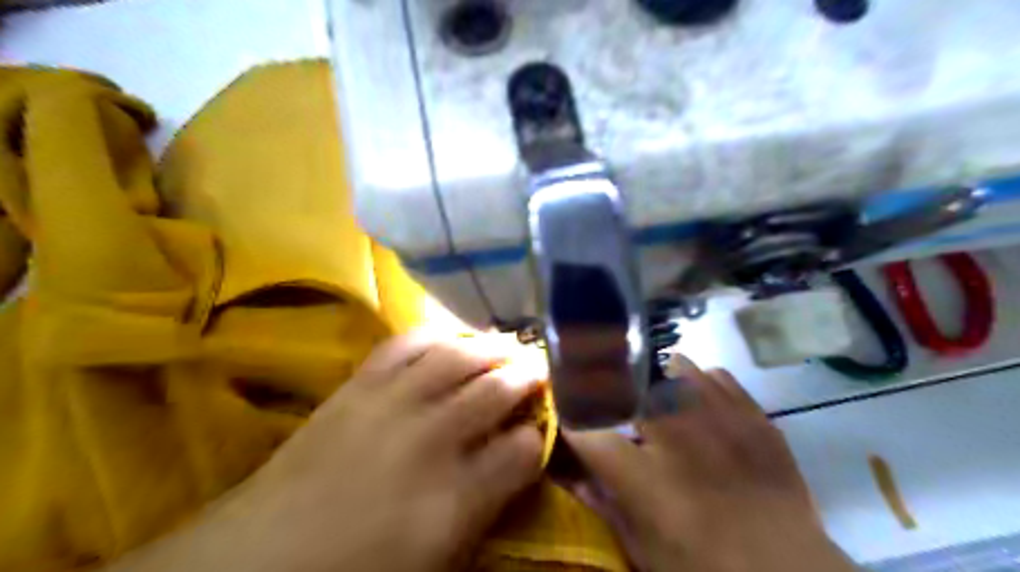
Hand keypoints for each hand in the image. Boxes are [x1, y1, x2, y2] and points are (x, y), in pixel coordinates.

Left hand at [114, 332, 544, 571]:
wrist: (260, 559)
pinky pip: (406, 344)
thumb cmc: (356, 571)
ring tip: (508, 345)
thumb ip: (486, 504)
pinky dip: (437, 336)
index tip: (542, 429)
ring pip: (458, 357)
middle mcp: (431, 438)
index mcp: (455, 496)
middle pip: (497, 390)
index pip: (522, 449)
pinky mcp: (359, 385)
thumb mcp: (438, 559)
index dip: (539, 436)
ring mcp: (392, 404)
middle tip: (543, 369)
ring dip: (491, 348)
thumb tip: (516, 458)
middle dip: (528, 376)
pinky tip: (451, 337)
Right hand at [567, 355, 858, 571]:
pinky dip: (702, 385)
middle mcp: (679, 436)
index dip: (571, 420)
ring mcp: (721, 419)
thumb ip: (603, 504)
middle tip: (616, 402)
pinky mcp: (753, 416)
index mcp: (645, 477)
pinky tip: (701, 406)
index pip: (587, 430)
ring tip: (661, 402)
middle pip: (631, 383)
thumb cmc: (705, 566)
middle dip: (614, 388)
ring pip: (675, 366)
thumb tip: (571, 475)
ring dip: (660, 382)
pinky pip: (717, 376)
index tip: (569, 418)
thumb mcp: (643, 547)